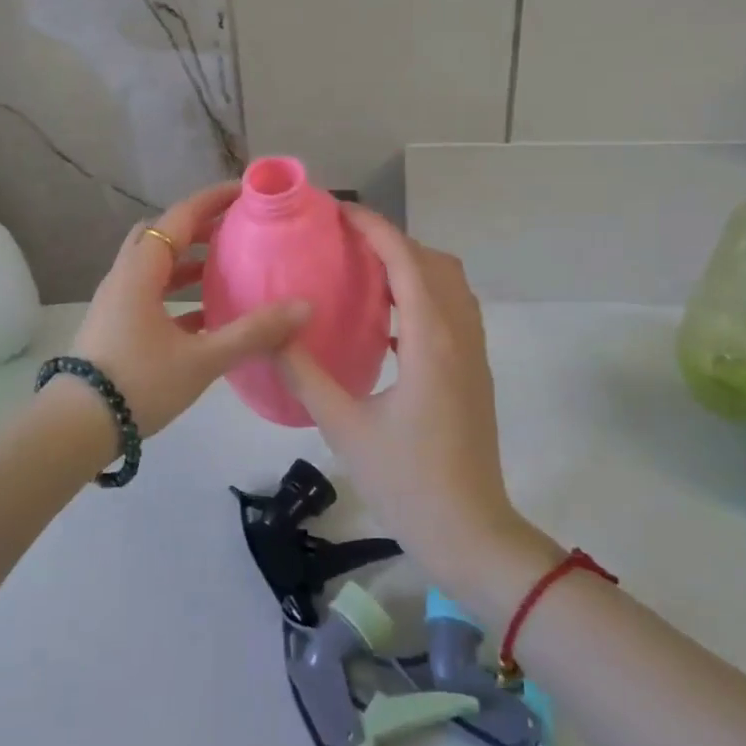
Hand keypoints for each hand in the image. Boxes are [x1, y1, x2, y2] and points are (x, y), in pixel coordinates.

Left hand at [70, 182, 311, 436]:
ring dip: (188, 261)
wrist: (75, 428)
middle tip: (235, 228)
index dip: (212, 200)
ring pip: (155, 267)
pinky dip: (178, 293)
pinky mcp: (116, 327)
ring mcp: (117, 303)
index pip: (178, 218)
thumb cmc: (138, 383)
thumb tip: (304, 307)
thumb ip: (253, 333)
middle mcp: (125, 278)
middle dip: (198, 227)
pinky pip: (151, 295)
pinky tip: (207, 315)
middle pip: (161, 236)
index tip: (245, 191)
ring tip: (226, 267)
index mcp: (140, 271)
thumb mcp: (201, 359)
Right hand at [277, 208, 533, 585]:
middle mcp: (460, 335)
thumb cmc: (407, 481)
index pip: (405, 261)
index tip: (338, 212)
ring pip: (449, 285)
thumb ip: (305, 374)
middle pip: (433, 263)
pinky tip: (386, 320)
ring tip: (364, 271)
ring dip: (411, 266)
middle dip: (392, 241)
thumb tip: (271, 332)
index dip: (374, 229)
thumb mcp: (344, 427)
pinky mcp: (474, 372)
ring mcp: (473, 353)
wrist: (470, 532)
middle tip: (344, 242)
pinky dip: (422, 295)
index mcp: (431, 340)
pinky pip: (452, 311)